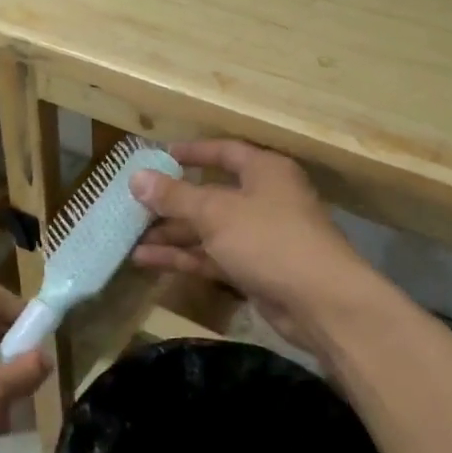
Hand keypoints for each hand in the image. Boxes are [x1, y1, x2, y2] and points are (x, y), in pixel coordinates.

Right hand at [130, 140, 373, 353]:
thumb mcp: (216, 212)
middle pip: (211, 194)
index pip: (224, 152)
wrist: (320, 301)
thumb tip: (136, 177)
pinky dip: (184, 258)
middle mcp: (264, 199)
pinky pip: (213, 257)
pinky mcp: (255, 270)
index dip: (192, 153)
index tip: (159, 157)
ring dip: (173, 234)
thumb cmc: (269, 239)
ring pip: (209, 230)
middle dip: (173, 202)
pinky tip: (148, 260)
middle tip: (134, 205)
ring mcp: (260, 237)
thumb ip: (174, 196)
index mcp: (264, 171)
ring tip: (131, 239)